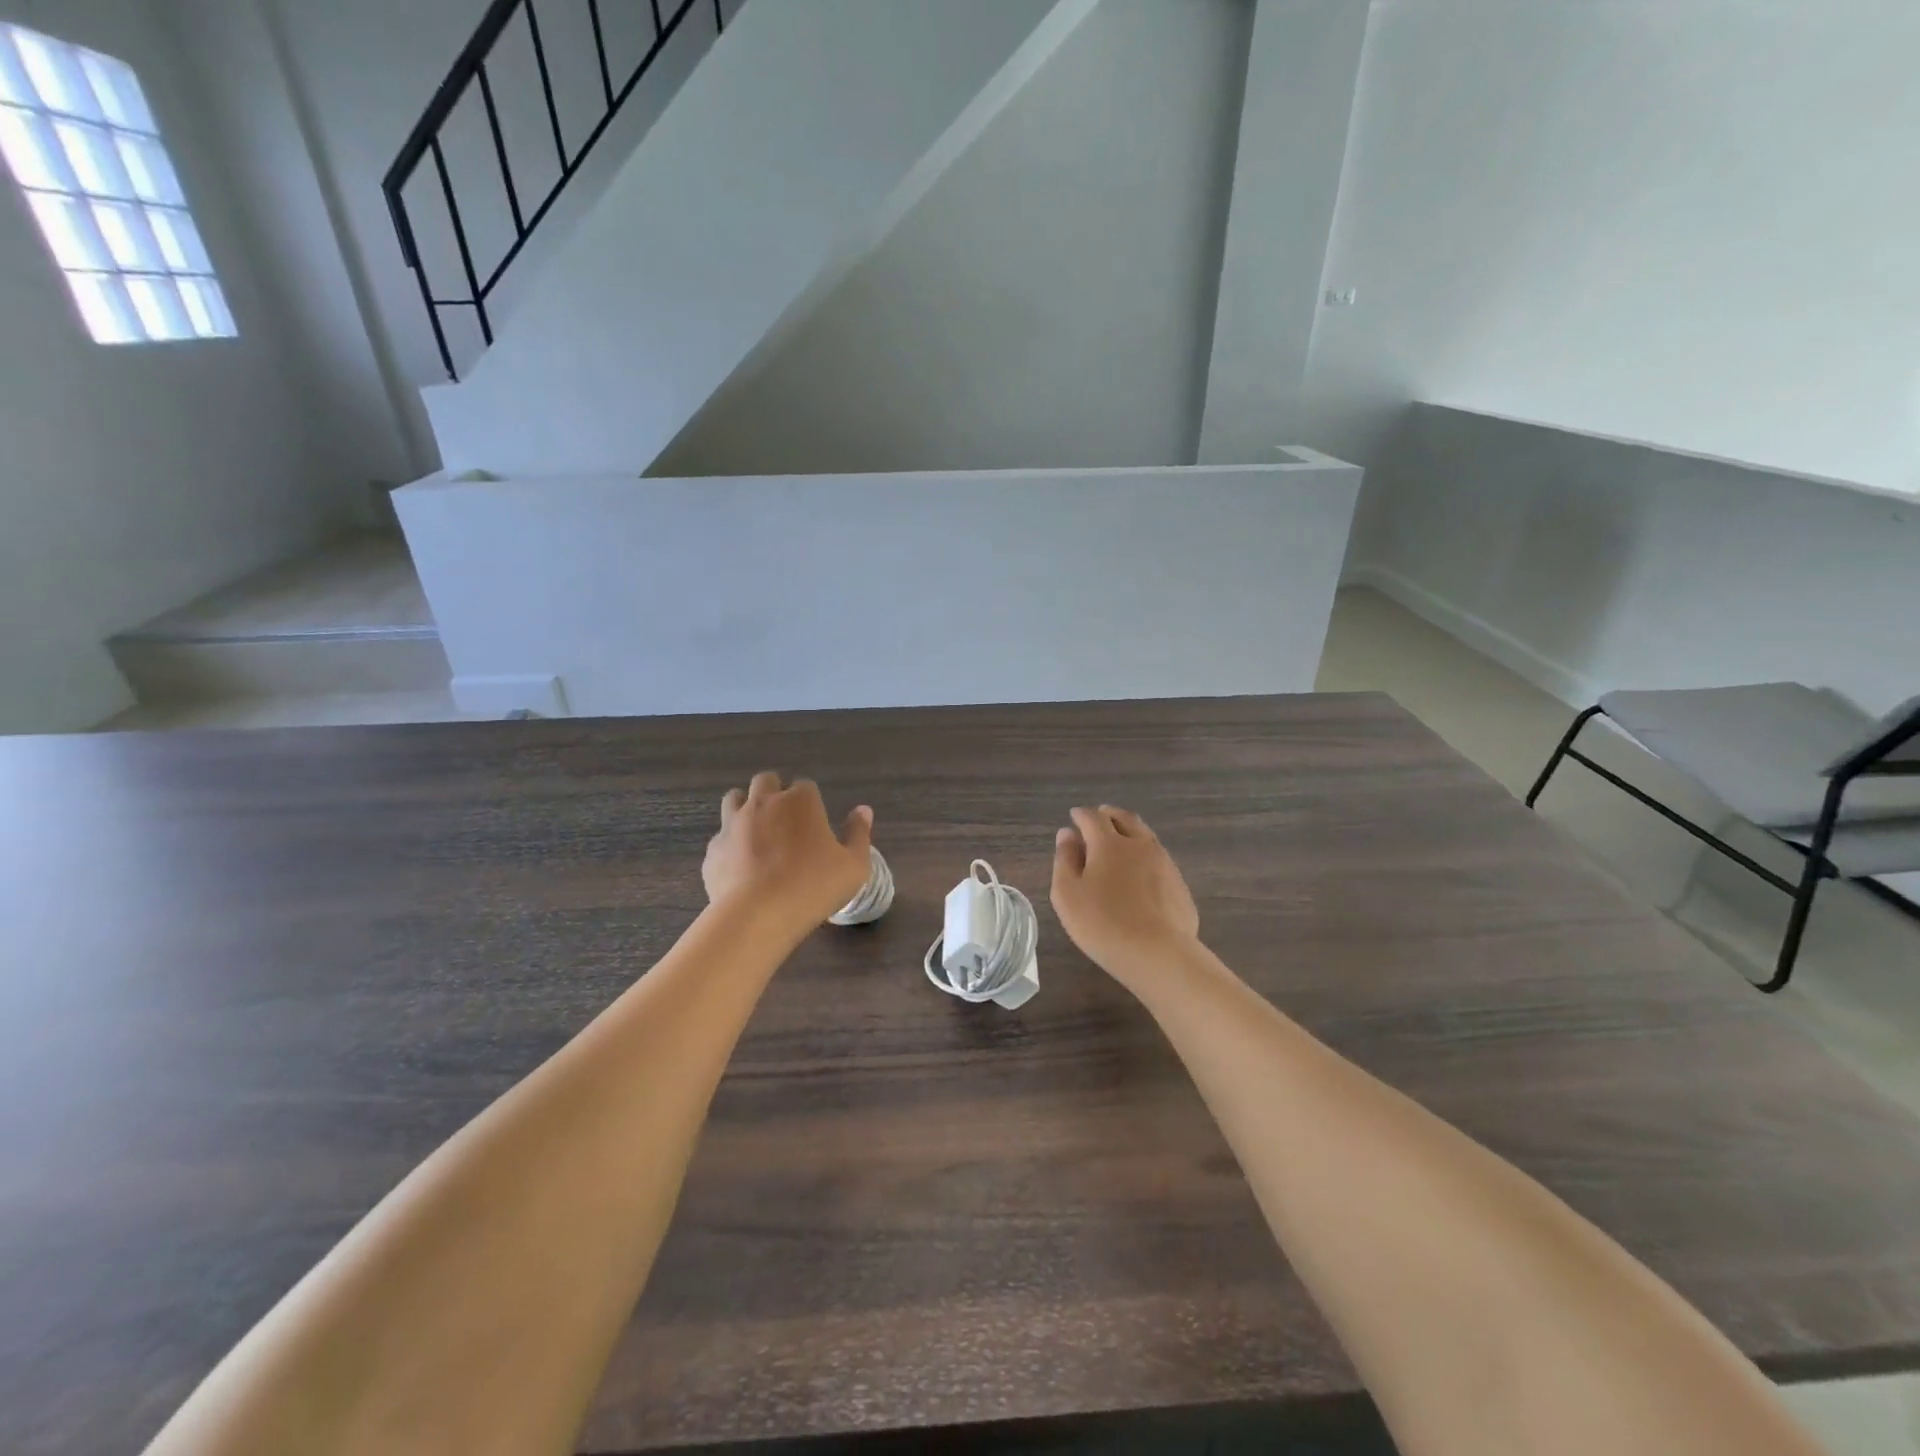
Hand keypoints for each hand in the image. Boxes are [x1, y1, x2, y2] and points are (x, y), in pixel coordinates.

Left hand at [704, 772, 874, 930]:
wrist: (758, 915)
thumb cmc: (814, 886)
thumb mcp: (854, 865)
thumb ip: (859, 834)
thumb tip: (863, 810)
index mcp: (800, 801)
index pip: (805, 785)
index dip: (811, 801)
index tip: (815, 822)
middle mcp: (763, 802)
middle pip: (766, 781)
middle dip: (775, 792)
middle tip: (786, 820)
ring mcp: (733, 824)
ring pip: (734, 798)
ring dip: (746, 807)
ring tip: (758, 833)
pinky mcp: (714, 849)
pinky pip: (721, 837)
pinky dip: (730, 844)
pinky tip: (740, 866)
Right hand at [1051, 805, 1200, 984]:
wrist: (1159, 954)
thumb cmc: (1102, 923)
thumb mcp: (1067, 894)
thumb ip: (1065, 860)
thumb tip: (1066, 833)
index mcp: (1109, 843)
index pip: (1093, 818)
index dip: (1081, 815)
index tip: (1074, 816)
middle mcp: (1140, 845)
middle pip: (1125, 819)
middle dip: (1109, 815)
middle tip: (1100, 817)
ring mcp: (1165, 864)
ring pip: (1146, 837)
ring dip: (1131, 832)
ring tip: (1121, 841)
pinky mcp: (1179, 886)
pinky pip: (1159, 860)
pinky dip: (1145, 856)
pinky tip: (1141, 873)